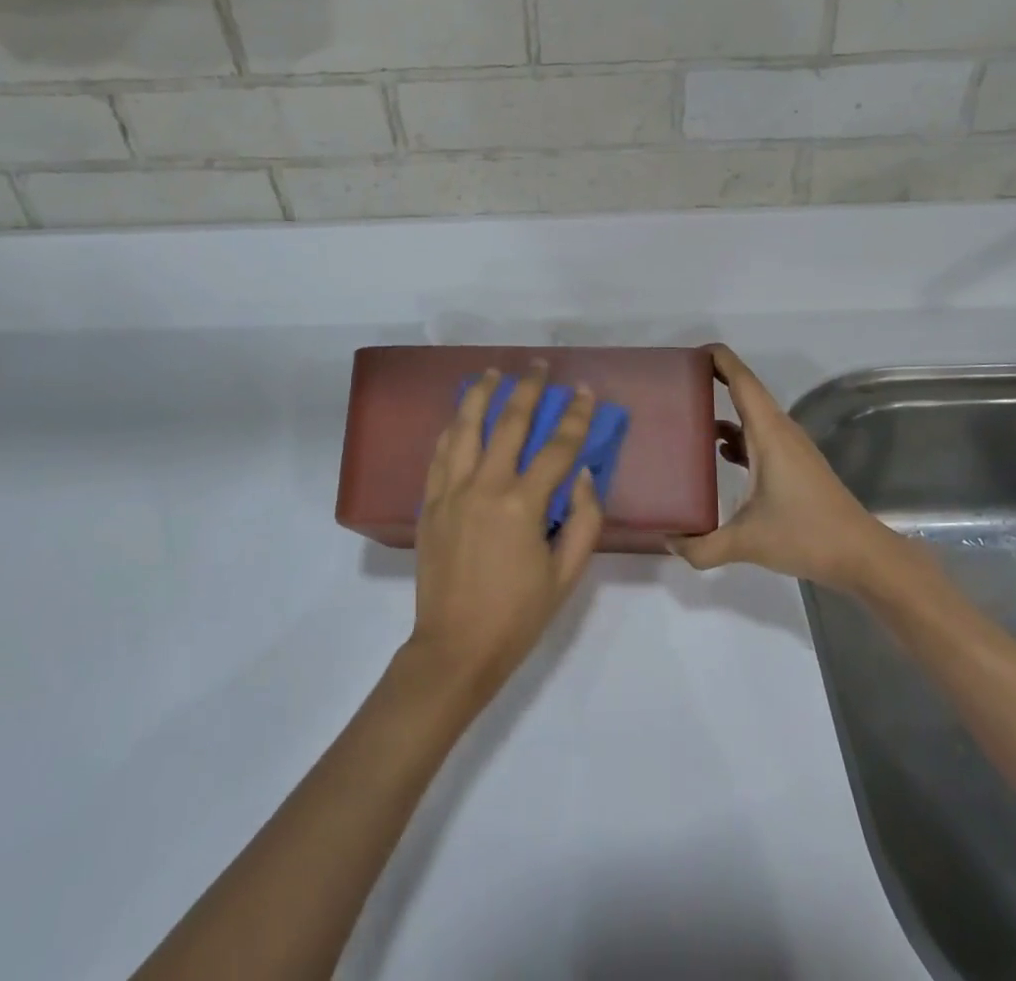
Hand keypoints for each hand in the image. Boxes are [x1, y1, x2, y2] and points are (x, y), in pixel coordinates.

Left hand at [406, 363, 602, 704]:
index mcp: (522, 506)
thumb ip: (583, 520)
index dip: (576, 416)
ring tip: (493, 372)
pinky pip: (440, 453)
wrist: (454, 649)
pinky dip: (452, 427)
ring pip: (465, 427)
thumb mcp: (566, 575)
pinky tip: (460, 415)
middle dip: (528, 389)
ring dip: (481, 394)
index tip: (586, 391)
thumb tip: (583, 474)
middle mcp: (484, 487)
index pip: (557, 448)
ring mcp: (451, 492)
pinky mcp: (429, 503)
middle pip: (509, 423)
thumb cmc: (518, 616)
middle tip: (540, 365)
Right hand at [671, 345, 877, 588]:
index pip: (741, 380)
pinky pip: (760, 436)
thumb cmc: (805, 535)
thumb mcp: (747, 542)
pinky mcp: (795, 465)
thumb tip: (669, 542)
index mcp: (768, 432)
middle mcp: (780, 431)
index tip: (688, 353)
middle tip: (676, 381)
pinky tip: (719, 453)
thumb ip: (702, 546)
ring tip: (688, 415)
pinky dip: (737, 436)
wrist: (861, 556)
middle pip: (745, 391)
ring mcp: (790, 447)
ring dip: (724, 409)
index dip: (718, 359)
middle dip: (713, 379)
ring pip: (753, 415)